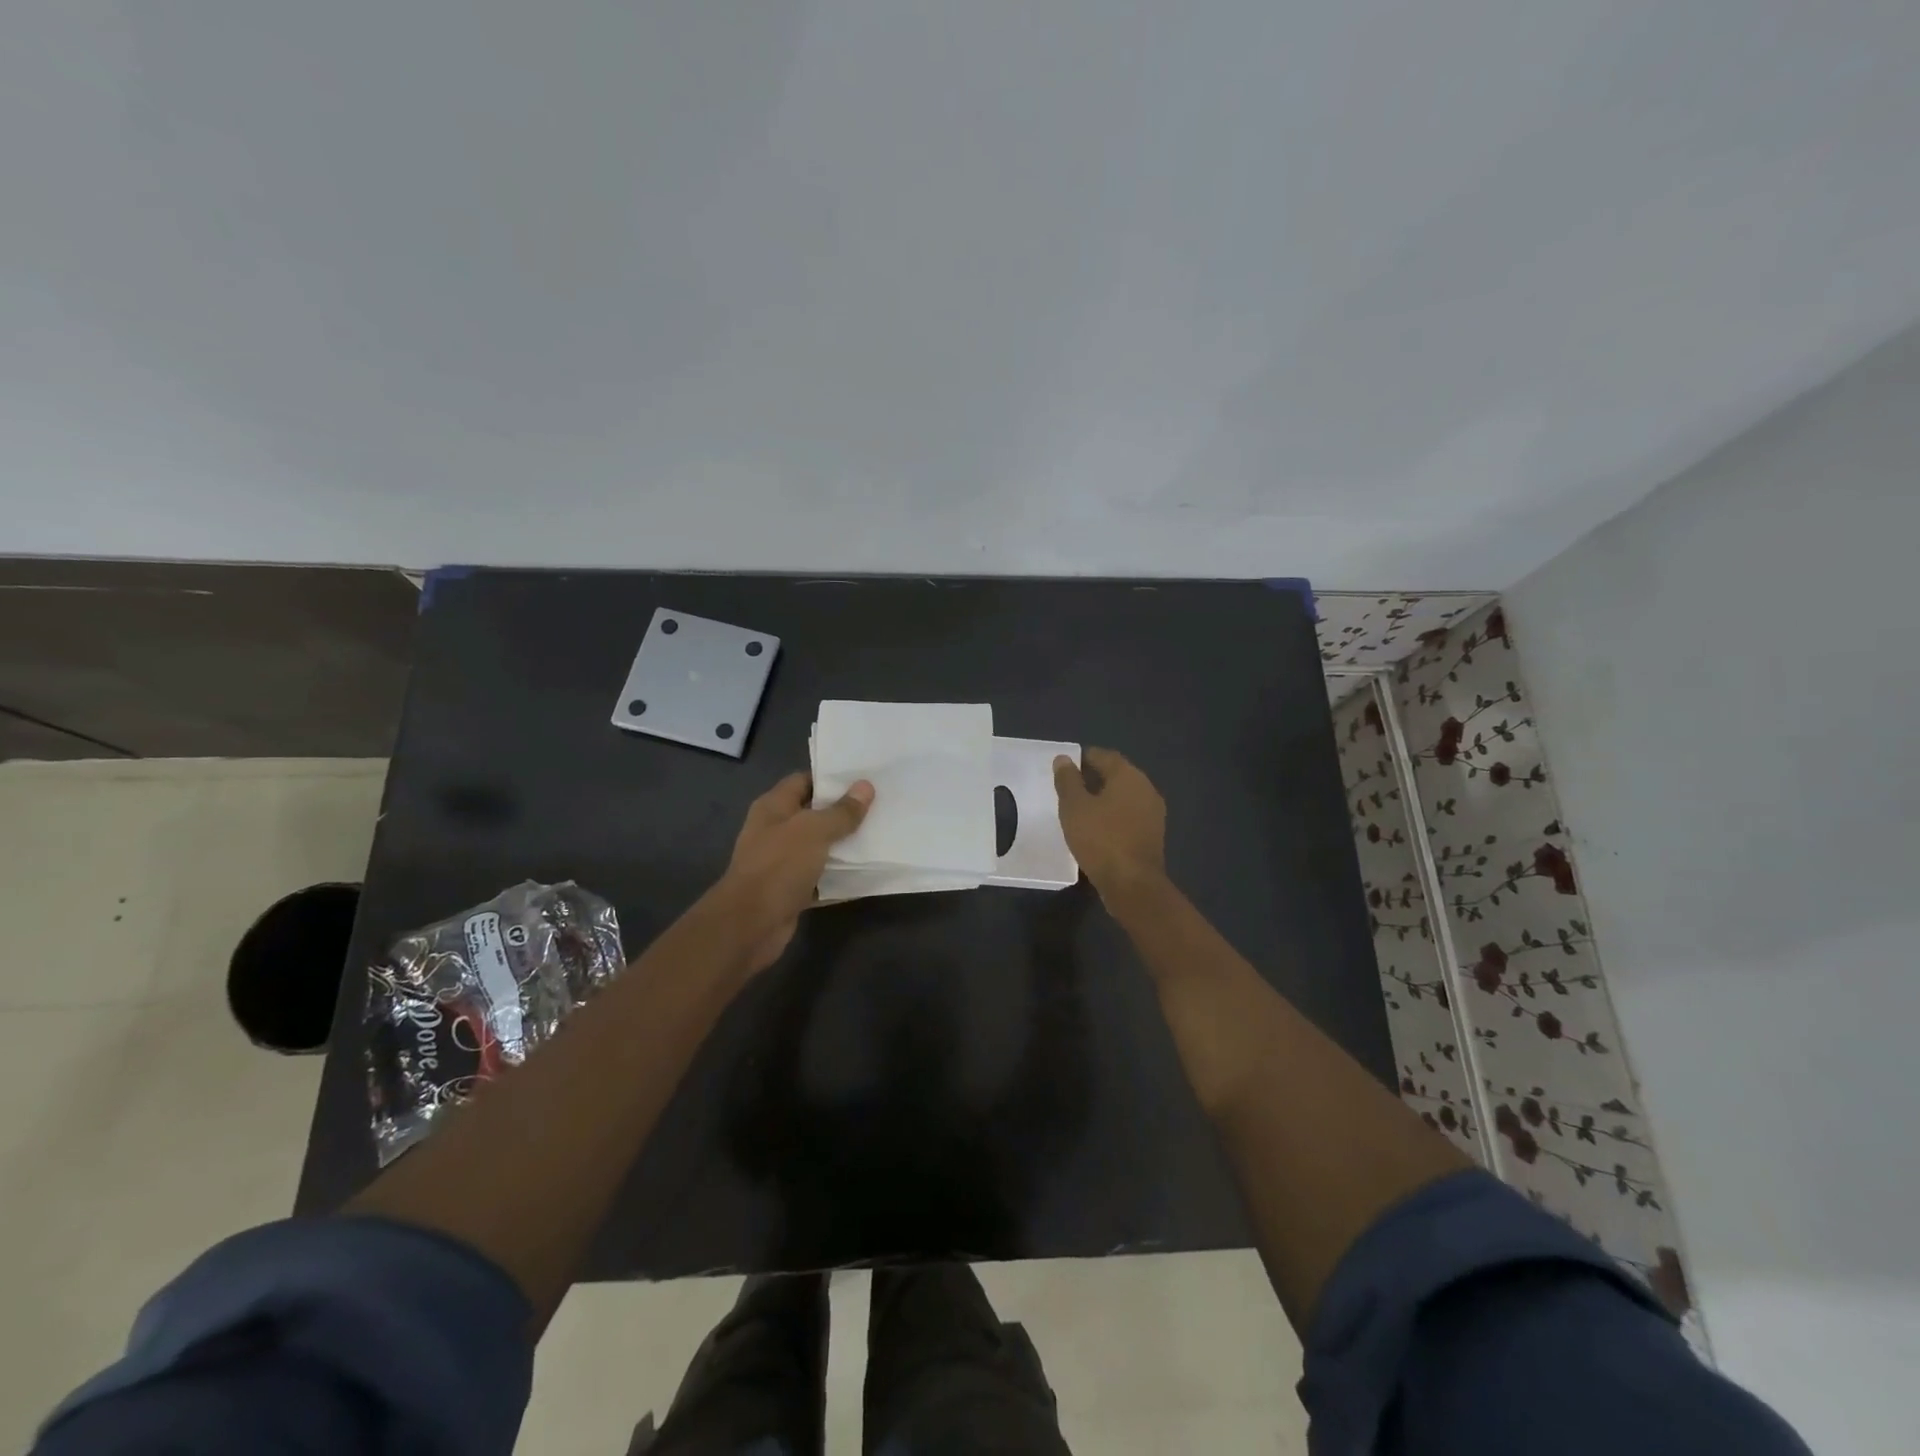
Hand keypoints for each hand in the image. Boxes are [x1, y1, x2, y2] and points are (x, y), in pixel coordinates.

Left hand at [717, 771, 873, 971]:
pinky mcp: (791, 890)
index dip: (831, 778)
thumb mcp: (814, 831)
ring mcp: (782, 862)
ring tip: (880, 834)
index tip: (864, 778)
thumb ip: (841, 811)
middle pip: (814, 814)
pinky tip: (867, 872)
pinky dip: (840, 876)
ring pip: (819, 847)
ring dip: (844, 845)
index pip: (804, 781)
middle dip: (844, 811)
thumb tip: (865, 787)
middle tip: (880, 805)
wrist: (751, 925)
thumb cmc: (779, 866)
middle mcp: (775, 830)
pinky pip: (821, 877)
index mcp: (774, 807)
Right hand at [1053, 747, 1166, 900]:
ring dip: (1103, 798)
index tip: (1065, 766)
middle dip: (1093, 777)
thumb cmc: (1100, 839)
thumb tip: (1063, 759)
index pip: (1105, 756)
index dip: (1084, 758)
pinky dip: (1113, 815)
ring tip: (1079, 808)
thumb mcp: (1074, 807)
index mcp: (1129, 776)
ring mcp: (1153, 813)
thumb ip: (1067, 780)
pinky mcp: (1152, 834)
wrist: (1132, 884)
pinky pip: (1129, 815)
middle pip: (1117, 775)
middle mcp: (1146, 789)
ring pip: (1124, 796)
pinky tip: (1096, 827)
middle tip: (1069, 787)